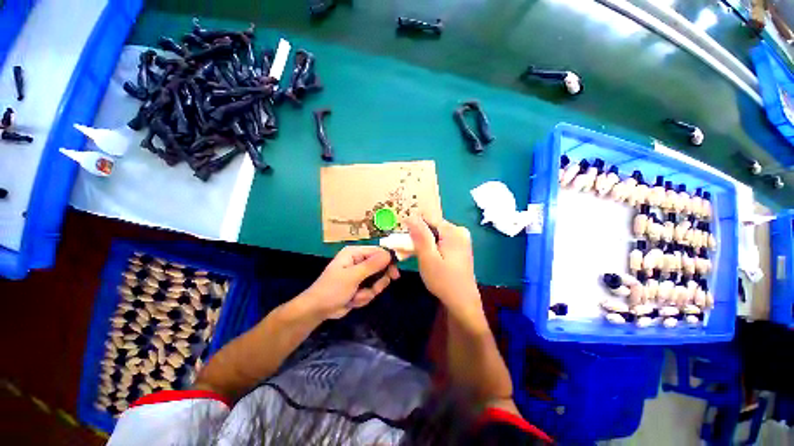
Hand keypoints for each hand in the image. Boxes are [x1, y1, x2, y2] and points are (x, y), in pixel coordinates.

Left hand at [298, 246, 399, 319]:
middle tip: (374, 289)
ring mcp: (360, 274)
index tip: (395, 273)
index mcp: (355, 253)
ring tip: (356, 296)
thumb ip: (372, 265)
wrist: (318, 310)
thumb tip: (389, 254)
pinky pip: (371, 290)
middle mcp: (359, 261)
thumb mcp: (352, 276)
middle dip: (377, 282)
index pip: (378, 252)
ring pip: (377, 281)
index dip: (388, 261)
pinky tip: (352, 301)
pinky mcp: (360, 286)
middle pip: (380, 267)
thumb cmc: (332, 289)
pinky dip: (364, 297)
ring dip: (368, 292)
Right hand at [406, 215, 484, 328]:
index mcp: (454, 231)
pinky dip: (431, 246)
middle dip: (418, 235)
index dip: (414, 226)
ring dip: (423, 241)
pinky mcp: (460, 247)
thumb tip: (410, 215)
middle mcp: (460, 231)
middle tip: (408, 250)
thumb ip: (420, 235)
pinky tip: (426, 256)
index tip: (405, 239)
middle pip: (432, 225)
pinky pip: (441, 240)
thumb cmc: (444, 281)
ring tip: (415, 254)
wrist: (462, 302)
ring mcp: (461, 239)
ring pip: (435, 234)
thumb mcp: (428, 258)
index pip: (428, 218)